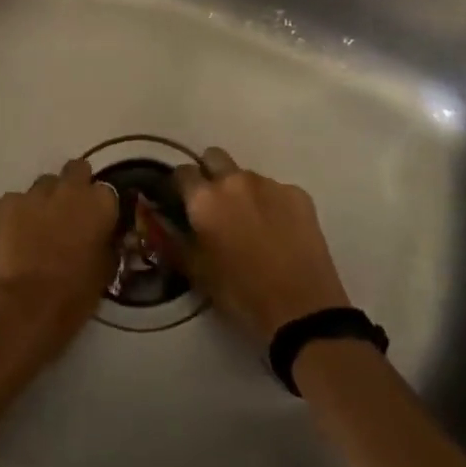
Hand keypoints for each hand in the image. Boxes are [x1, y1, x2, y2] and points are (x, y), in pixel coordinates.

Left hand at [0, 158, 116, 424]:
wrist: (27, 307)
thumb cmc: (75, 294)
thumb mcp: (106, 268)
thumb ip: (106, 242)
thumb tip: (103, 236)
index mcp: (101, 203)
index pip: (106, 191)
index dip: (99, 206)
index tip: (95, 221)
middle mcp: (71, 188)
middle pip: (76, 170)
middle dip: (74, 186)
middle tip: (69, 213)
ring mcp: (36, 193)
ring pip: (44, 185)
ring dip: (46, 200)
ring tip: (39, 227)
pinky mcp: (6, 202)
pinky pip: (16, 200)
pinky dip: (17, 213)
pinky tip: (16, 236)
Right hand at [162, 147, 350, 344]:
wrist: (301, 309)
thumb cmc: (240, 293)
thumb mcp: (197, 271)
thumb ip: (176, 239)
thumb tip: (164, 221)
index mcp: (204, 199)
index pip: (182, 172)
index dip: (181, 186)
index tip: (183, 201)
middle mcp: (235, 181)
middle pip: (214, 157)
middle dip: (210, 173)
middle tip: (216, 203)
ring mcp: (269, 184)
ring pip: (247, 175)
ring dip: (243, 191)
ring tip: (252, 223)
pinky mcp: (298, 193)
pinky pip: (276, 190)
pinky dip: (272, 204)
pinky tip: (279, 231)